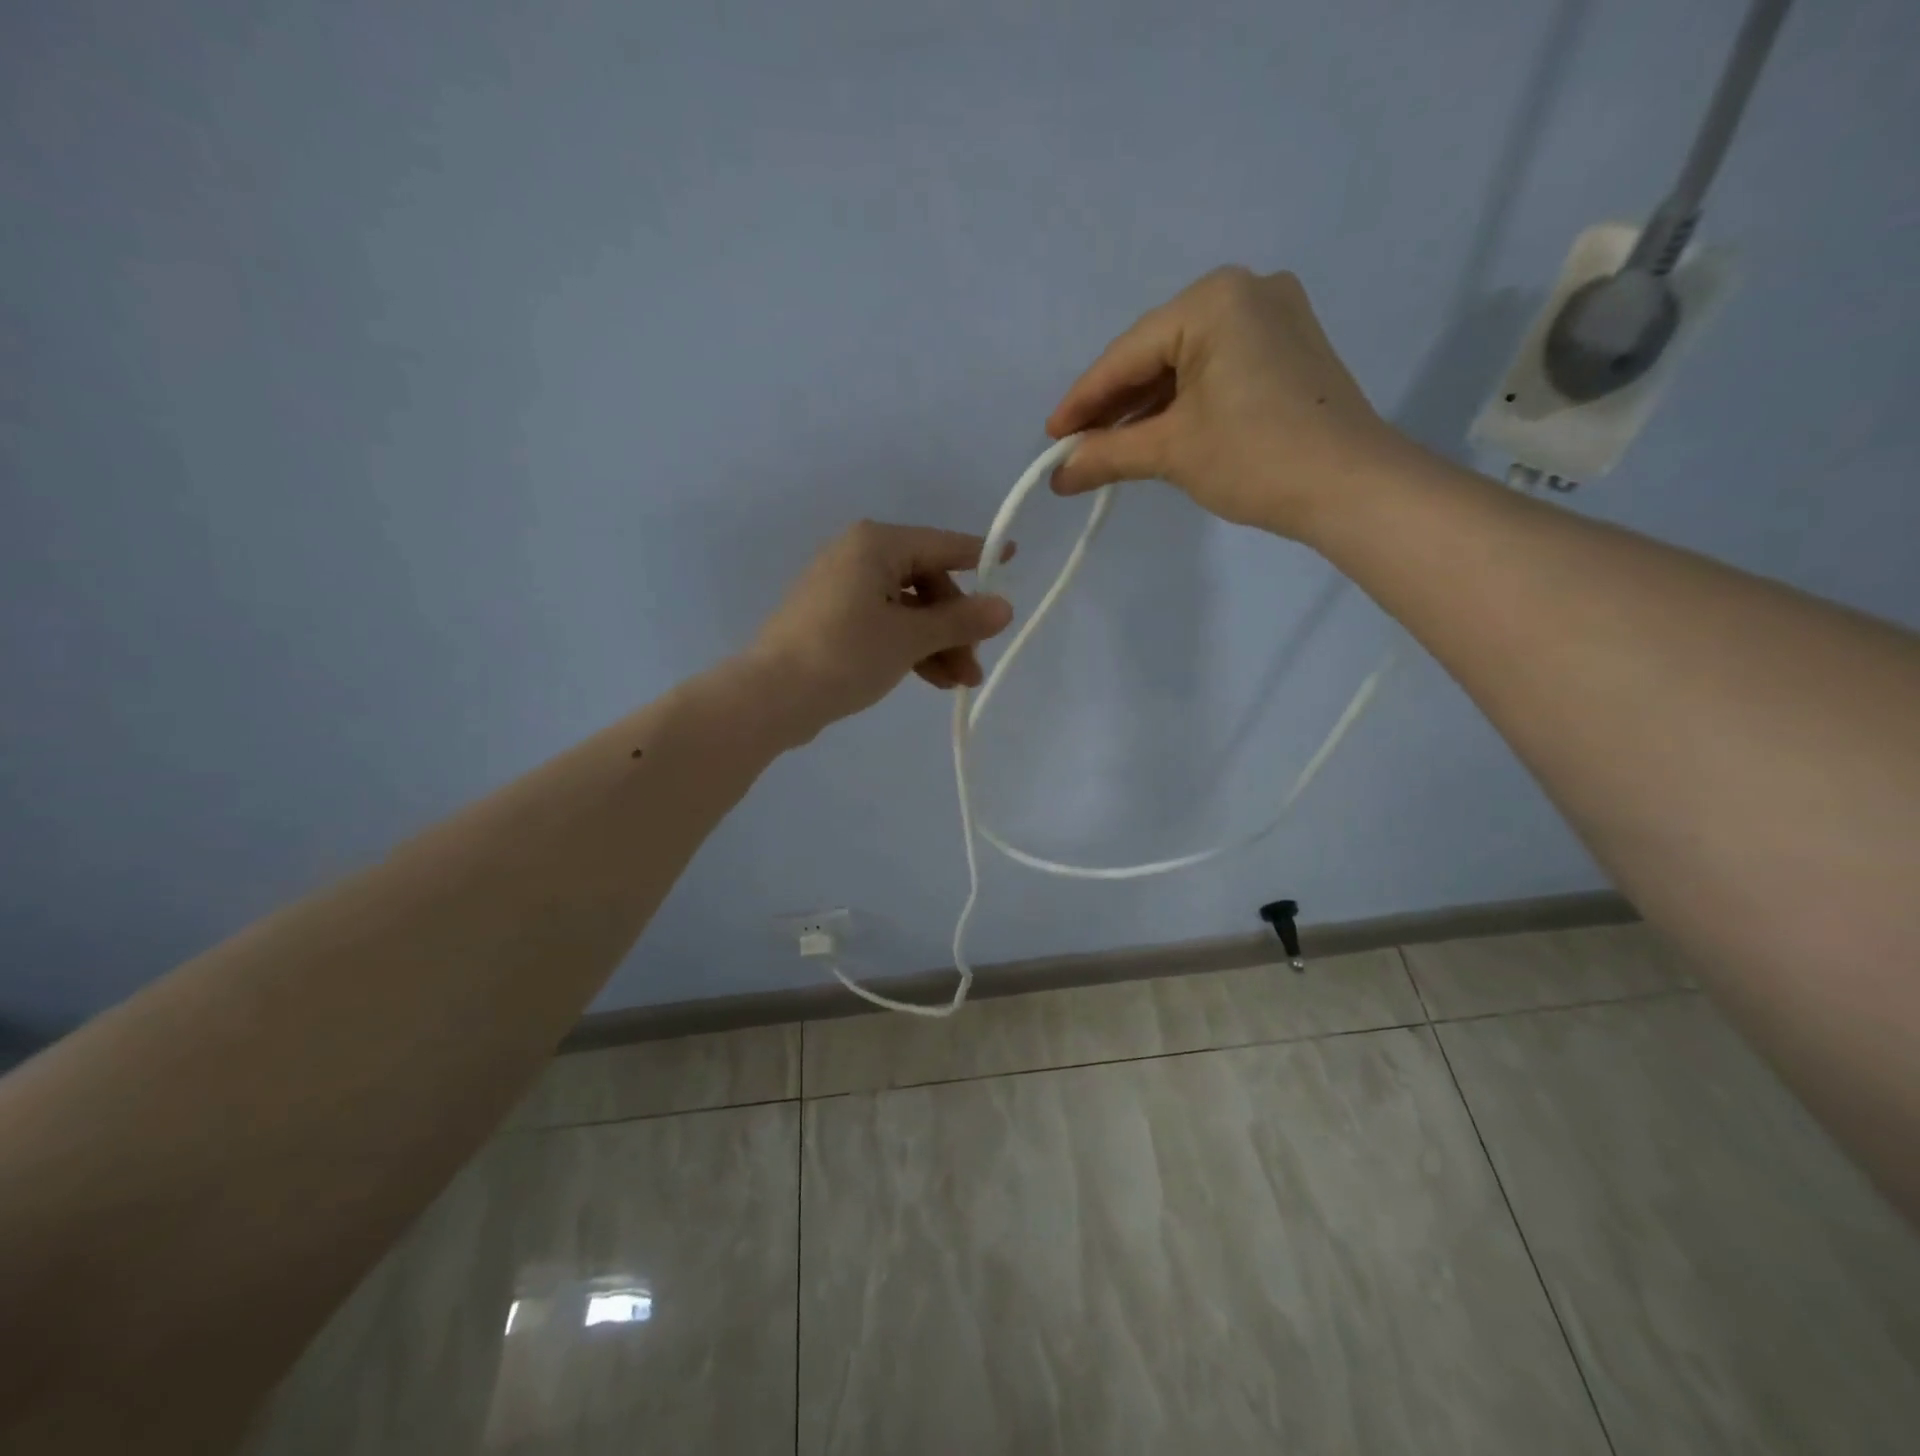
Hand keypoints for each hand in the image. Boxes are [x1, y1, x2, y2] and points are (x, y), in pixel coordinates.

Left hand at [744, 520, 1014, 740]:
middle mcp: (857, 557)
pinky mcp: (831, 620)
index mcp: (875, 545)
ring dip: (936, 644)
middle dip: (955, 626)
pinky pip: (883, 624)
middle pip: (926, 583)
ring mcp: (841, 589)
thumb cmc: (845, 654)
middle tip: (974, 666)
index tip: (1012, 557)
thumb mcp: (910, 638)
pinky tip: (929, 679)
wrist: (771, 696)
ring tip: (958, 684)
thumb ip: (960, 621)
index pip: (942, 545)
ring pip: (906, 609)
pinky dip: (908, 648)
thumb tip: (1005, 606)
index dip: (980, 556)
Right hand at [1047, 267, 1406, 540]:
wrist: (1350, 487)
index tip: (1051, 439)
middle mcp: (1246, 291)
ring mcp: (1275, 317)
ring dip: (1146, 407)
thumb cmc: (1255, 457)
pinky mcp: (1289, 349)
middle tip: (1075, 446)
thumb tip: (1059, 476)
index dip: (1082, 401)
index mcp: (1214, 300)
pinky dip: (1183, 403)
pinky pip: (1217, 369)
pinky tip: (1156, 433)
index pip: (1128, 354)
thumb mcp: (1171, 452)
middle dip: (1114, 404)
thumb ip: (1107, 454)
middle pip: (1156, 353)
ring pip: (1186, 363)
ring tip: (1108, 448)